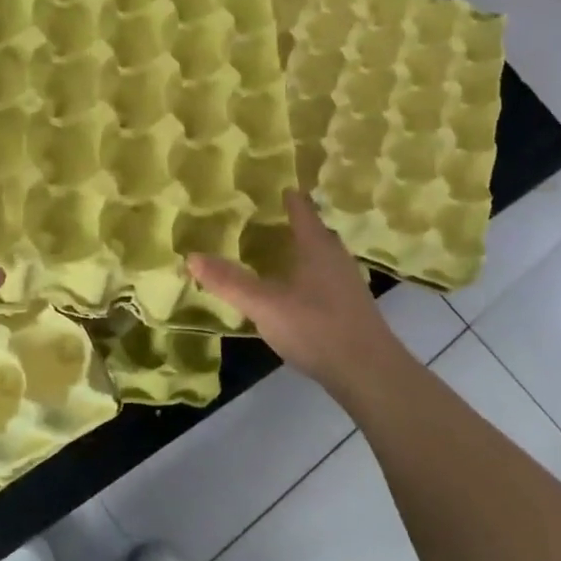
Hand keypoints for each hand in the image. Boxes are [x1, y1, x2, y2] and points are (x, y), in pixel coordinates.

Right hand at [189, 190, 401, 393]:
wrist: (370, 374)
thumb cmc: (316, 328)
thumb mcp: (264, 305)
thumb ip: (229, 282)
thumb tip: (191, 256)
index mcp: (317, 247)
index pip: (302, 210)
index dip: (290, 197)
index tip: (279, 186)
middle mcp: (336, 258)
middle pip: (317, 232)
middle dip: (298, 223)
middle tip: (273, 217)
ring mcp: (349, 285)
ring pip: (324, 257)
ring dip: (306, 251)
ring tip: (282, 252)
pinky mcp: (353, 309)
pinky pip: (328, 280)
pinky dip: (311, 276)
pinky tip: (298, 292)